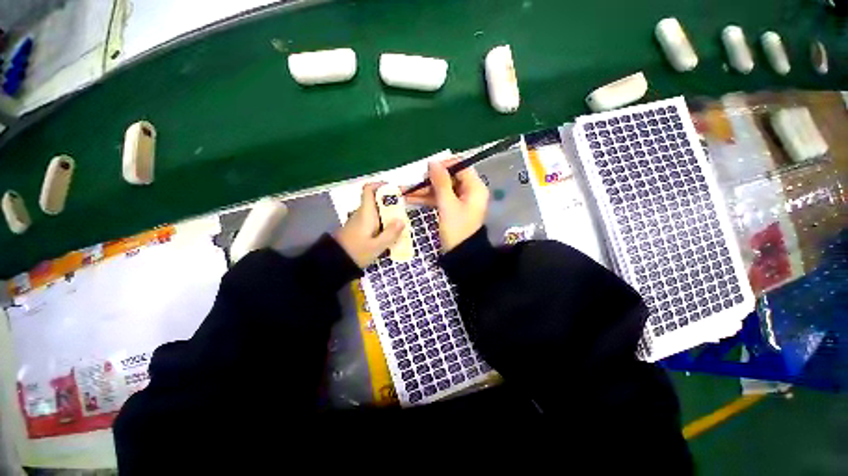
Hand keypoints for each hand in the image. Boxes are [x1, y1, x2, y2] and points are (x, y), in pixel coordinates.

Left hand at [334, 183, 404, 268]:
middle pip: (375, 200)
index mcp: (366, 213)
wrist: (335, 262)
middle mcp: (362, 213)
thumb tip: (402, 220)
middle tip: (403, 212)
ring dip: (387, 214)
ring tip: (399, 223)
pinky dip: (382, 222)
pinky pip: (373, 219)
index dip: (380, 185)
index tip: (393, 190)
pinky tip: (388, 233)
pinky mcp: (358, 228)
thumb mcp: (377, 246)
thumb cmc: (356, 252)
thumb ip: (390, 234)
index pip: (368, 190)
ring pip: (375, 211)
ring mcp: (359, 220)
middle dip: (390, 203)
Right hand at [406, 159, 488, 252]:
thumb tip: (433, 162)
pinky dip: (427, 198)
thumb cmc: (457, 229)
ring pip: (441, 189)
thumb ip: (440, 182)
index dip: (444, 165)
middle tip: (413, 183)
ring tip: (405, 191)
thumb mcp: (447, 204)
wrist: (460, 254)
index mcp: (475, 187)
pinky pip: (439, 199)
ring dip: (424, 190)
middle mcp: (469, 191)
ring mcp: (460, 200)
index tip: (427, 169)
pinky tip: (411, 198)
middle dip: (429, 180)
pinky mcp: (452, 209)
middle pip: (449, 178)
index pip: (461, 166)